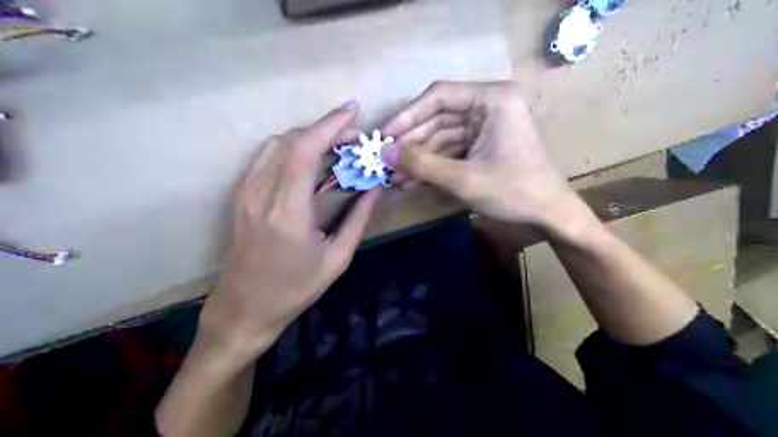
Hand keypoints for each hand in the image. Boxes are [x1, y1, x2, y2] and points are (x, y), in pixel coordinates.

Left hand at [199, 103, 382, 361]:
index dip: (330, 125)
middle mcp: (262, 194)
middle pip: (292, 141)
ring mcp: (246, 192)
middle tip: (354, 140)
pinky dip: (292, 148)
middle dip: (326, 130)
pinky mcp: (241, 195)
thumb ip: (358, 219)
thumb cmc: (295, 289)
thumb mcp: (336, 259)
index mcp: (288, 212)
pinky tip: (309, 161)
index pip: (305, 150)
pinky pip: (266, 157)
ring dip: (308, 137)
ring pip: (277, 144)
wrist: (245, 306)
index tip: (354, 111)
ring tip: (335, 148)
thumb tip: (374, 188)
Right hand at [382, 80, 568, 226]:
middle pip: (438, 117)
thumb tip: (385, 153)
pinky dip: (433, 164)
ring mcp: (486, 125)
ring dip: (420, 157)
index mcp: (492, 100)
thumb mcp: (463, 179)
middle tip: (386, 162)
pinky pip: (451, 149)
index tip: (385, 136)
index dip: (408, 116)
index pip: (439, 96)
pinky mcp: (483, 144)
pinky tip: (413, 180)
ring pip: (442, 135)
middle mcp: (488, 105)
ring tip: (396, 178)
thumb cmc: (513, 191)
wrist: (549, 213)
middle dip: (412, 143)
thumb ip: (422, 164)